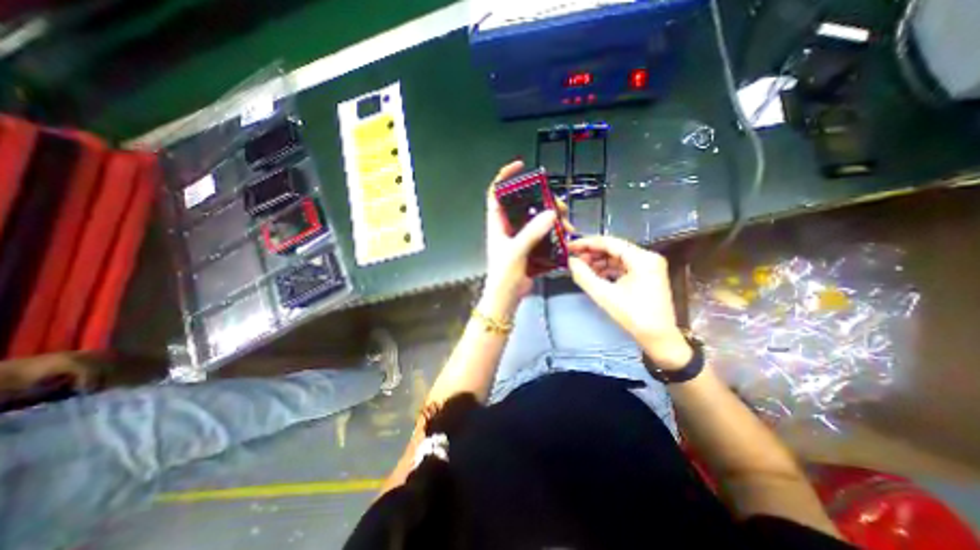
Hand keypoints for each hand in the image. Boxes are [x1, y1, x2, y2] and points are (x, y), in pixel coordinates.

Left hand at [483, 159, 559, 305]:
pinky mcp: (531, 247)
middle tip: (558, 205)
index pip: (496, 193)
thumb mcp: (515, 251)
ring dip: (552, 217)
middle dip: (542, 199)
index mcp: (498, 223)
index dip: (505, 177)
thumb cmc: (504, 274)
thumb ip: (532, 233)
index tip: (520, 166)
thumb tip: (552, 213)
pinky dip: (555, 232)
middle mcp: (509, 226)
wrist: (507, 297)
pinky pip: (544, 233)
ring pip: (537, 218)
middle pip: (525, 203)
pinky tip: (566, 235)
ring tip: (567, 223)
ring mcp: (521, 237)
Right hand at [563, 236, 691, 367]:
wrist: (658, 338)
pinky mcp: (646, 275)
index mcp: (642, 258)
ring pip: (617, 257)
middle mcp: (647, 257)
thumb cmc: (633, 316)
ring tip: (581, 268)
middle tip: (573, 259)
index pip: (609, 242)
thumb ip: (584, 276)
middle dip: (592, 253)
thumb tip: (570, 261)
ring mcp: (648, 266)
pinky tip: (594, 275)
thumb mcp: (604, 295)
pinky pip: (622, 266)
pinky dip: (607, 269)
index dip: (587, 243)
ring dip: (599, 262)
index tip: (569, 246)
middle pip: (614, 248)